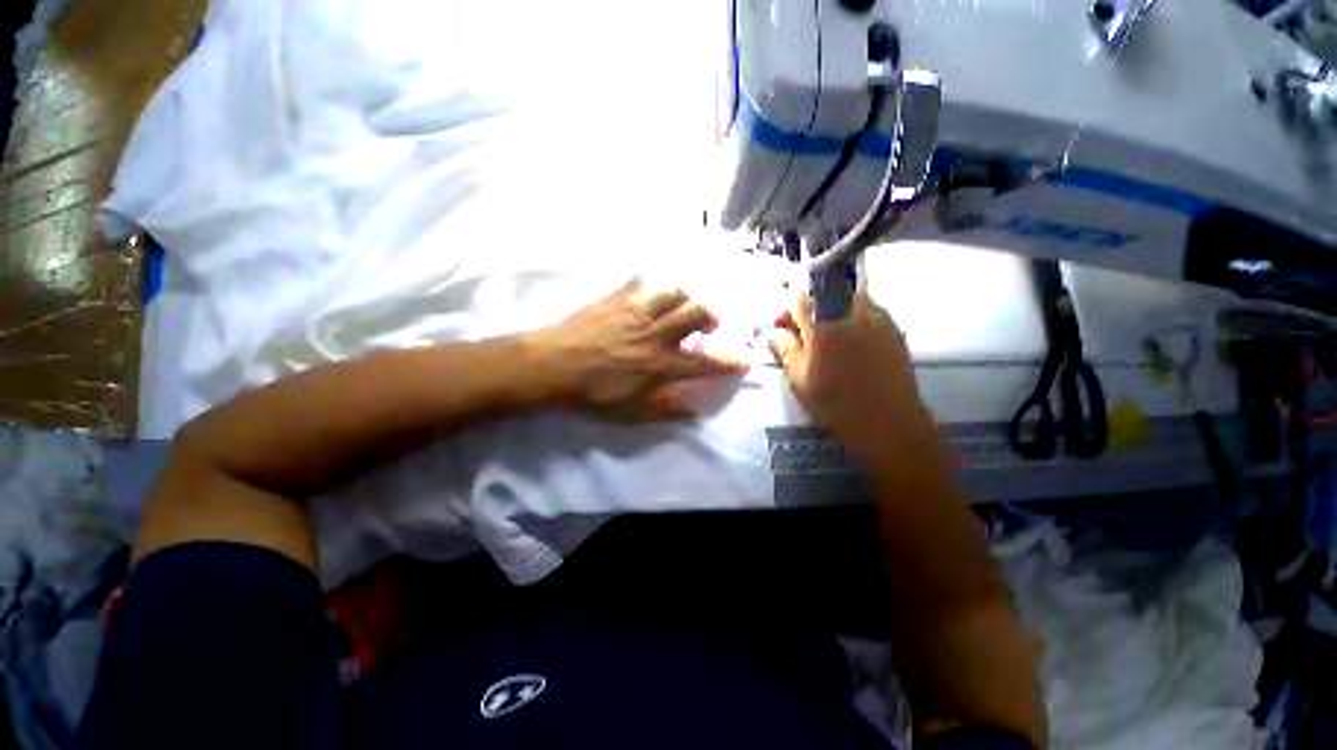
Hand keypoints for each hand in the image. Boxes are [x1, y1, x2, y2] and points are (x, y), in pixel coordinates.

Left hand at [532, 276, 747, 420]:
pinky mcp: (619, 297)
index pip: (705, 361)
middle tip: (709, 326)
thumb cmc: (592, 393)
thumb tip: (694, 412)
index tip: (742, 359)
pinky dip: (657, 283)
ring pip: (676, 291)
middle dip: (713, 316)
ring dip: (688, 298)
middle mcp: (656, 334)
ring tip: (684, 307)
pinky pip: (645, 279)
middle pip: (698, 312)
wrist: (551, 365)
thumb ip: (666, 410)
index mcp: (660, 364)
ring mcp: (638, 311)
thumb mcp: (630, 412)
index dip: (729, 361)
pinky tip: (655, 292)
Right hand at [767, 291, 931, 460]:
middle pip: (825, 293)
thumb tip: (773, 331)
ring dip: (834, 307)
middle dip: (811, 306)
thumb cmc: (836, 405)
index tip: (783, 326)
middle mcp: (850, 313)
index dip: (787, 311)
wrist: (888, 423)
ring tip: (830, 332)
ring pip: (849, 296)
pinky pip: (870, 308)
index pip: (799, 301)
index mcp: (823, 326)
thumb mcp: (800, 380)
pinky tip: (853, 338)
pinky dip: (855, 314)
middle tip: (805, 329)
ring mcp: (876, 318)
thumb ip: (786, 350)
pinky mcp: (894, 328)